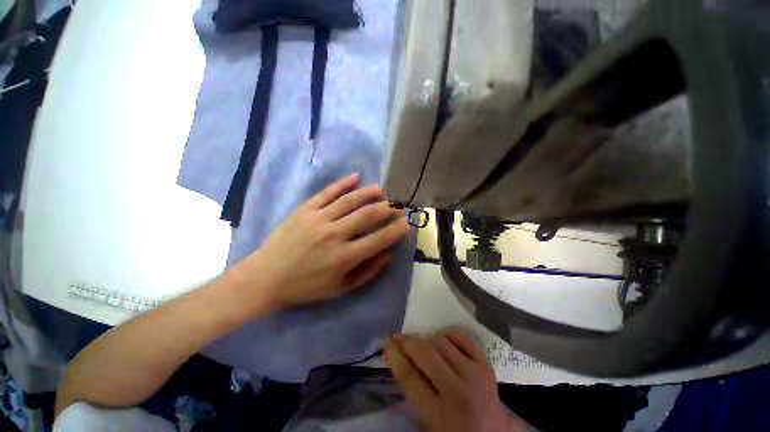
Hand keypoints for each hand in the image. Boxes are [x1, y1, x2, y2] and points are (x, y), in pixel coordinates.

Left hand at [230, 173, 410, 312]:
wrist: (265, 278)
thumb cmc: (305, 287)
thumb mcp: (340, 288)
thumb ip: (367, 272)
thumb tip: (388, 255)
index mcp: (345, 257)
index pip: (380, 239)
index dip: (397, 230)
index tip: (407, 223)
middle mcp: (335, 234)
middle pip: (368, 215)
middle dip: (388, 208)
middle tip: (398, 205)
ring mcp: (318, 219)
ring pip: (350, 200)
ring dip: (370, 193)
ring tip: (382, 190)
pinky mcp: (304, 210)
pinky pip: (327, 192)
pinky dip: (342, 183)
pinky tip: (355, 177)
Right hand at [384, 329, 533, 431]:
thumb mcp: (430, 421)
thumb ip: (413, 391)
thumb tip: (397, 358)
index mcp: (441, 415)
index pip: (411, 378)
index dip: (395, 358)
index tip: (386, 345)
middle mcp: (459, 392)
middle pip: (426, 355)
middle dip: (407, 343)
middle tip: (397, 338)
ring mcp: (475, 375)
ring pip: (442, 342)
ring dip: (427, 340)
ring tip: (421, 345)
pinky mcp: (486, 365)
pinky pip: (463, 338)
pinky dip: (449, 334)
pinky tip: (442, 339)